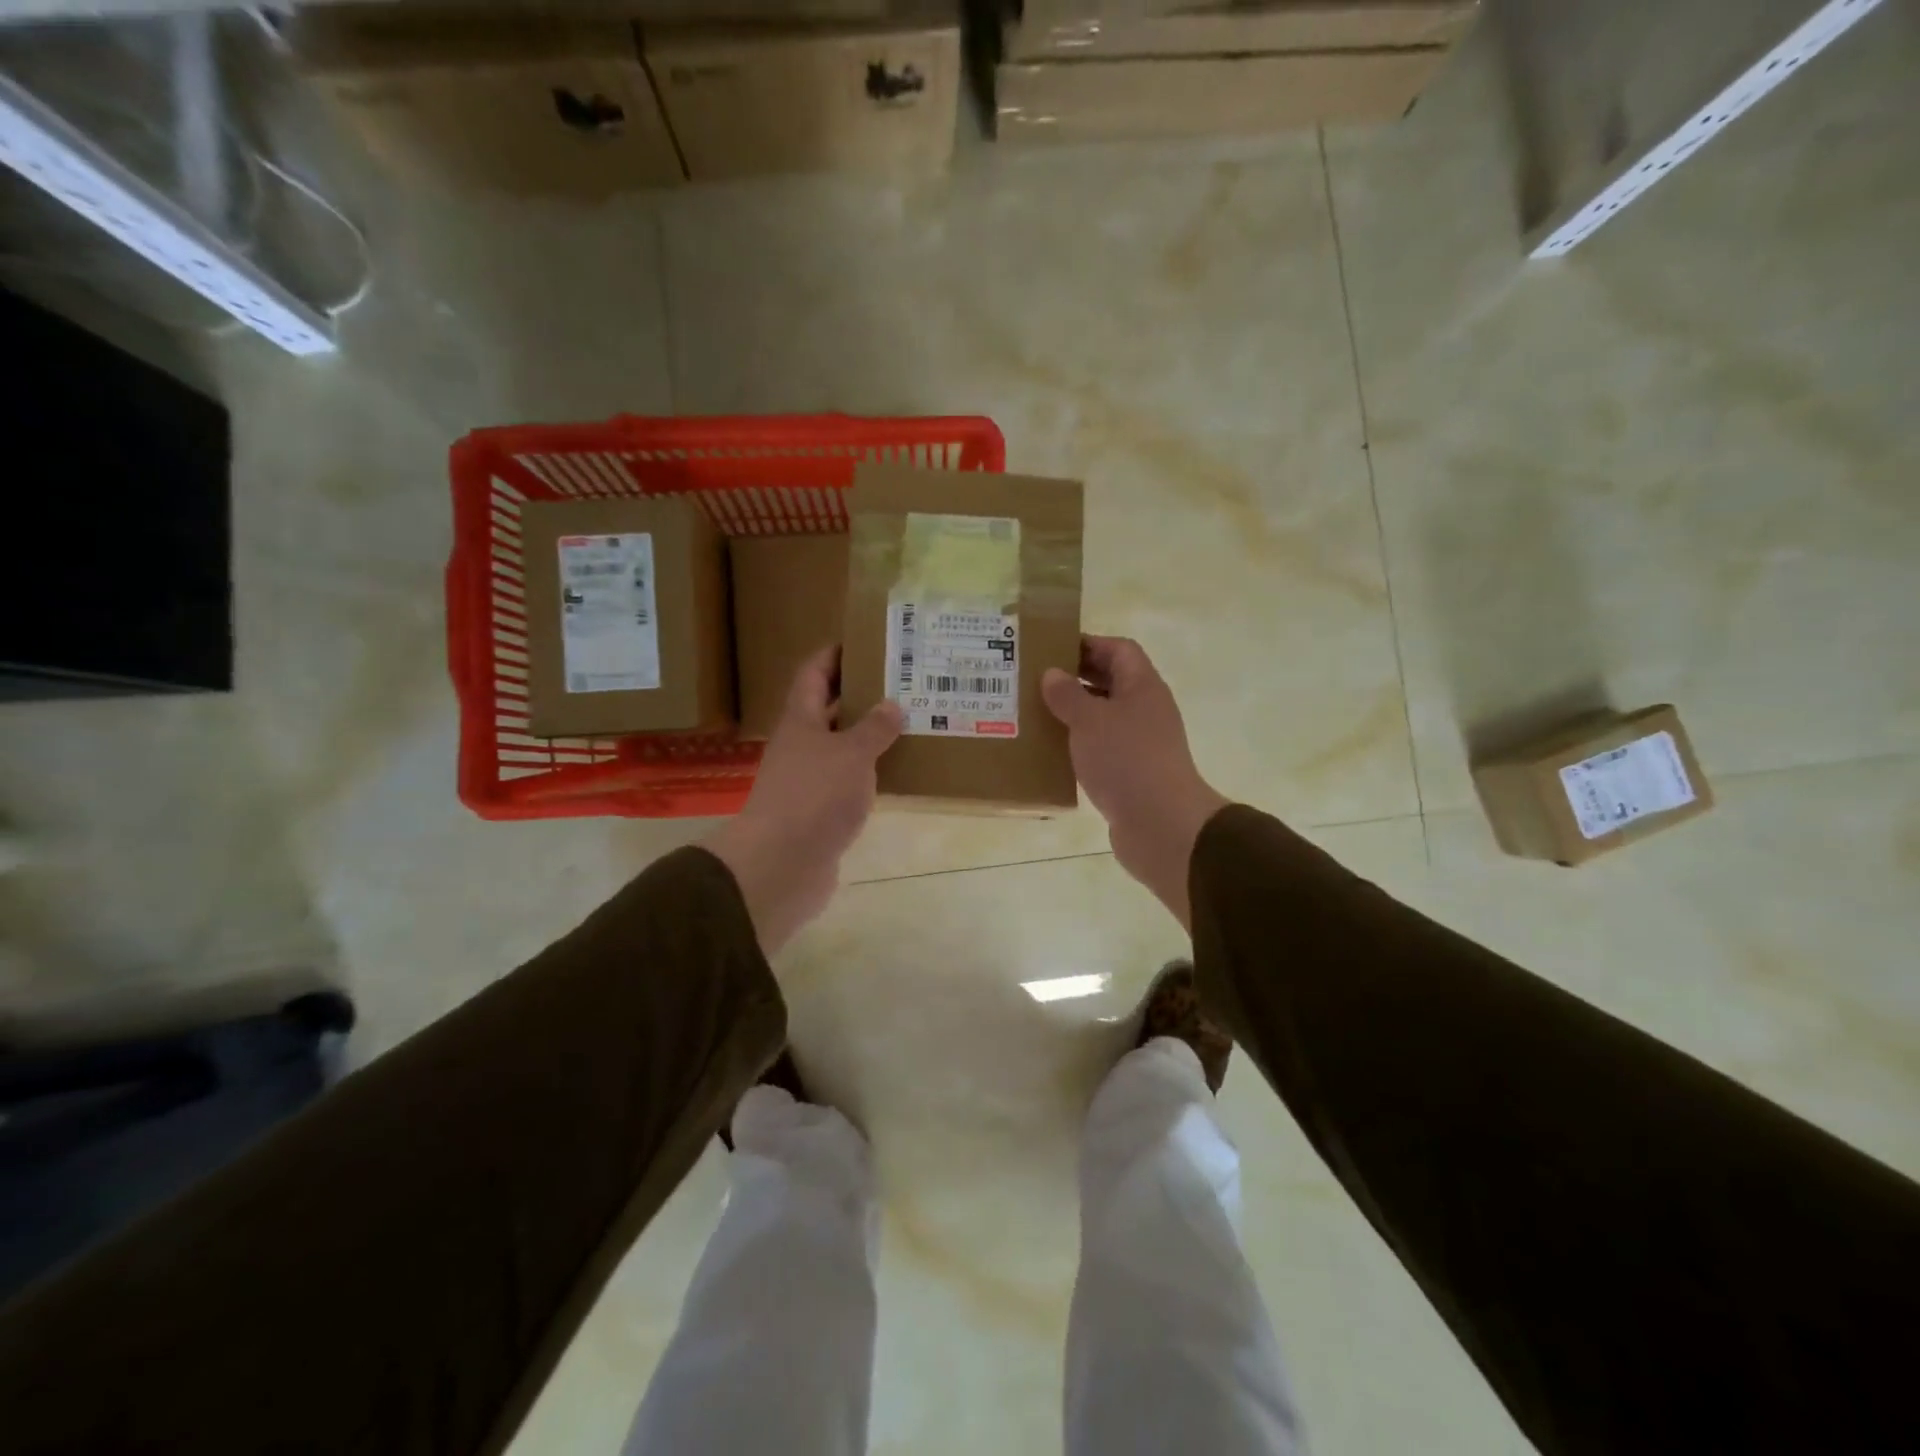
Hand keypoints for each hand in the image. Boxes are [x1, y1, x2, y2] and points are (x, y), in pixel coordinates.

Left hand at [701, 646, 902, 956]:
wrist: (782, 864)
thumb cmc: (815, 796)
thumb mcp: (852, 755)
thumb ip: (874, 729)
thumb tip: (892, 705)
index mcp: (800, 720)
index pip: (813, 673)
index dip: (833, 654)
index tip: (863, 641)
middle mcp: (800, 745)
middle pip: (827, 709)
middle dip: (860, 694)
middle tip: (901, 682)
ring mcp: (807, 780)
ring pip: (840, 747)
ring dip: (868, 735)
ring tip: (908, 722)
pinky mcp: (818, 812)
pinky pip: (847, 781)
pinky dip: (868, 772)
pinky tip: (896, 772)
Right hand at [1042, 636, 1228, 929]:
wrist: (1161, 825)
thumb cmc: (1126, 760)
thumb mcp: (1089, 721)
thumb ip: (1068, 695)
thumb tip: (1052, 674)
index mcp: (1142, 687)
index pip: (1119, 650)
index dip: (1089, 644)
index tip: (1052, 648)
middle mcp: (1146, 710)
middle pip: (1112, 682)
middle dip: (1077, 678)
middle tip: (1036, 681)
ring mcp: (1142, 743)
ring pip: (1105, 717)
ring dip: (1075, 714)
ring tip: (1037, 714)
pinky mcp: (1132, 773)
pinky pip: (1102, 749)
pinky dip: (1080, 745)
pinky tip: (1053, 752)